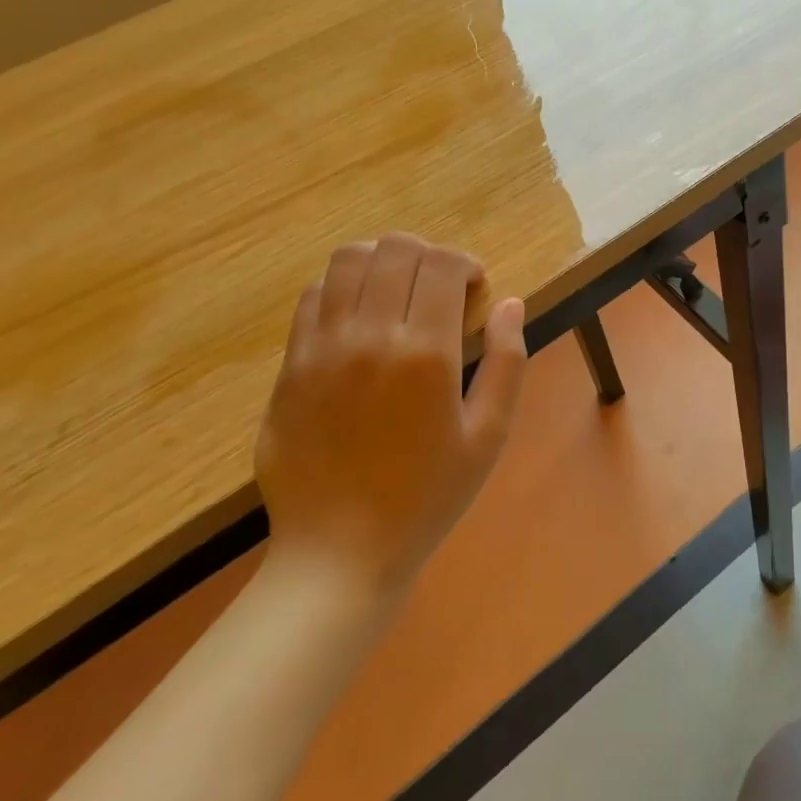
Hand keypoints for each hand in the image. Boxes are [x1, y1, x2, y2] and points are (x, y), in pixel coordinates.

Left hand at [255, 235, 527, 594]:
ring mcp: (321, 348)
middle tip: (440, 288)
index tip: (475, 288)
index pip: (442, 264)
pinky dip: (342, 289)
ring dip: (382, 262)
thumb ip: (508, 362)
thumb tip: (511, 304)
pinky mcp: (289, 366)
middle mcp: (369, 337)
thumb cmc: (428, 496)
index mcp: (425, 354)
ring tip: (398, 292)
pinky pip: (312, 298)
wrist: (340, 552)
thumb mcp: (489, 435)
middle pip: (394, 249)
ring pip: (346, 261)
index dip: (465, 263)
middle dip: (427, 255)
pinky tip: (359, 320)